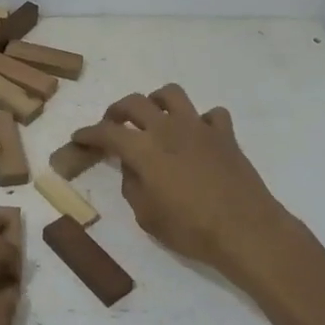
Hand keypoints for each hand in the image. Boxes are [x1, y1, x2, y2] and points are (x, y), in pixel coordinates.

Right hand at [73, 84, 292, 279]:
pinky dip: (201, 121)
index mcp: (144, 149)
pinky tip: (198, 136)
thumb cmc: (190, 229)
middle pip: (135, 103)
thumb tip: (133, 167)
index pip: (107, 132)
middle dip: (117, 110)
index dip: (88, 133)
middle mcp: (168, 128)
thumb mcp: (147, 215)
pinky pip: (211, 115)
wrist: (245, 230)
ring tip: (153, 117)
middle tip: (112, 124)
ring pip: (172, 94)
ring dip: (156, 101)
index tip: (78, 138)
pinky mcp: (225, 134)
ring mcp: (199, 127)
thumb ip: (133, 185)